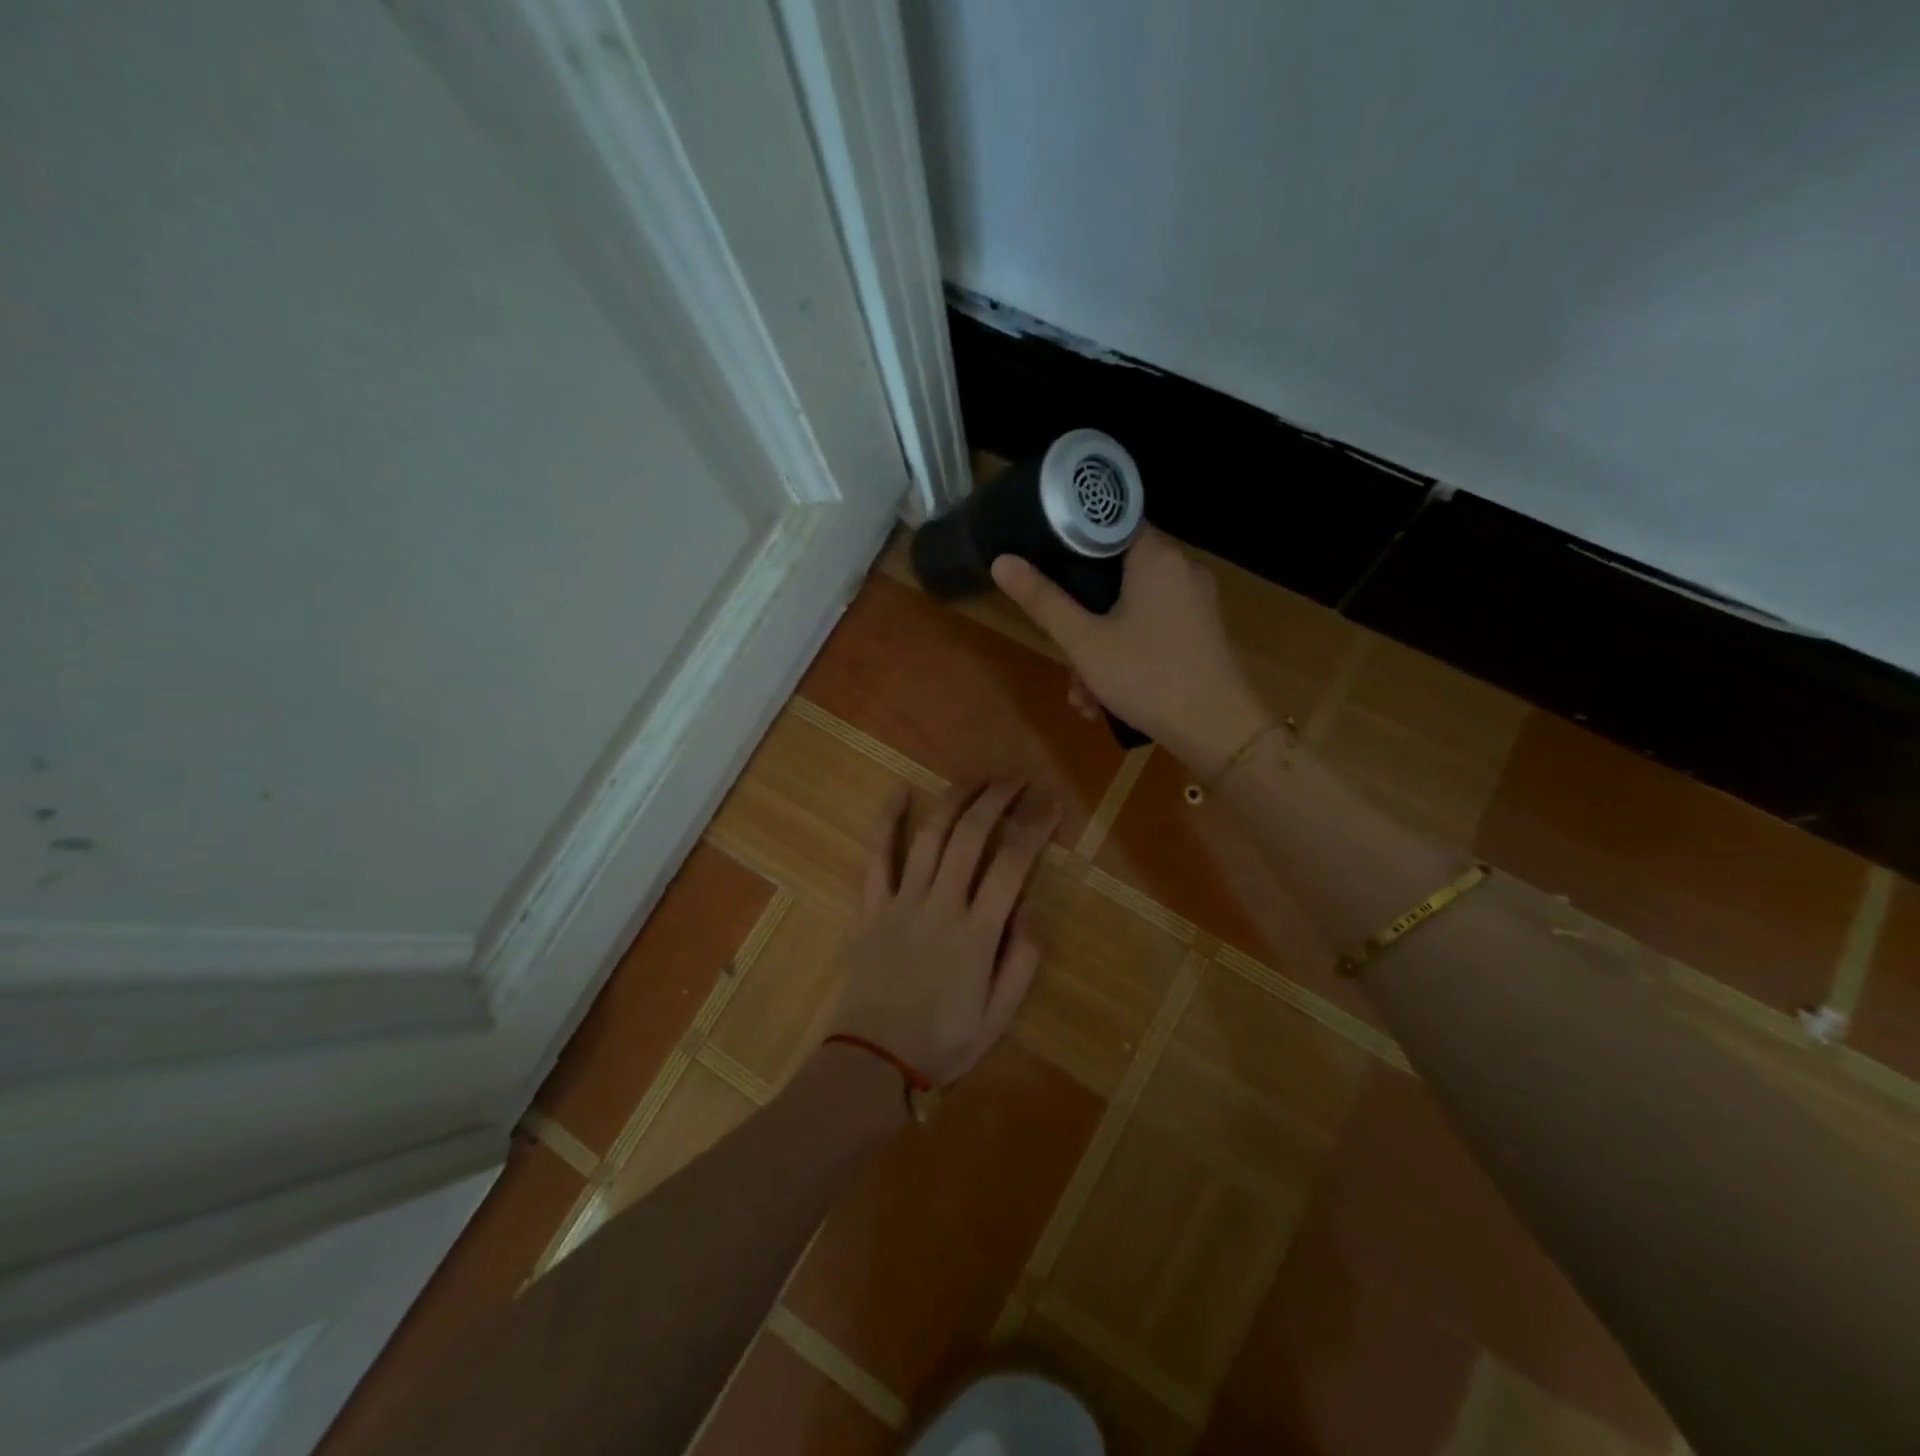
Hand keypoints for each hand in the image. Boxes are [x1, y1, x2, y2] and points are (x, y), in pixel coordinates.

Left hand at [827, 780, 1059, 1086]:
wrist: (872, 1061)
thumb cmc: (942, 1042)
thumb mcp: (999, 1016)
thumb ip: (1021, 960)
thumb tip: (1030, 907)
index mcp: (977, 932)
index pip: (1012, 864)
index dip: (1034, 828)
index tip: (1051, 805)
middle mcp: (941, 904)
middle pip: (971, 836)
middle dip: (997, 800)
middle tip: (1016, 780)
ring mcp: (902, 901)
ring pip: (931, 836)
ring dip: (954, 800)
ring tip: (976, 778)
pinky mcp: (872, 906)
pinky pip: (877, 856)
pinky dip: (887, 821)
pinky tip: (900, 792)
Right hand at [991, 527, 1269, 775]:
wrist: (1219, 731)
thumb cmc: (1147, 678)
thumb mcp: (1084, 642)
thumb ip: (1042, 600)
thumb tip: (1002, 561)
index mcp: (1156, 557)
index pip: (1108, 526)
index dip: (1071, 545)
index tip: (1045, 571)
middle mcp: (1181, 569)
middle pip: (1115, 577)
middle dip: (1081, 621)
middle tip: (1064, 659)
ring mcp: (1196, 602)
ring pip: (1130, 611)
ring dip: (1099, 650)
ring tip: (1083, 696)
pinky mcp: (1201, 631)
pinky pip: (1152, 630)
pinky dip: (1126, 655)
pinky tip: (1107, 699)